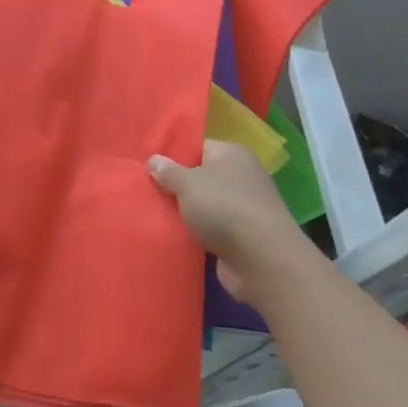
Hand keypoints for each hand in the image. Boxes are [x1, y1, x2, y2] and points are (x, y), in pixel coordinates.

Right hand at [149, 141, 306, 299]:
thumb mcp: (187, 183)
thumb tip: (154, 160)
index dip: (174, 156)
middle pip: (201, 177)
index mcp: (233, 154)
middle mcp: (242, 177)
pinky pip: (211, 228)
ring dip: (185, 212)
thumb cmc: (223, 207)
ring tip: (154, 214)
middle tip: (147, 191)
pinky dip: (196, 233)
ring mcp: (244, 207)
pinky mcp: (243, 236)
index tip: (150, 167)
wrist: (260, 259)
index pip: (198, 147)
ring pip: (204, 205)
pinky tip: (173, 235)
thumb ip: (167, 171)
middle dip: (177, 186)